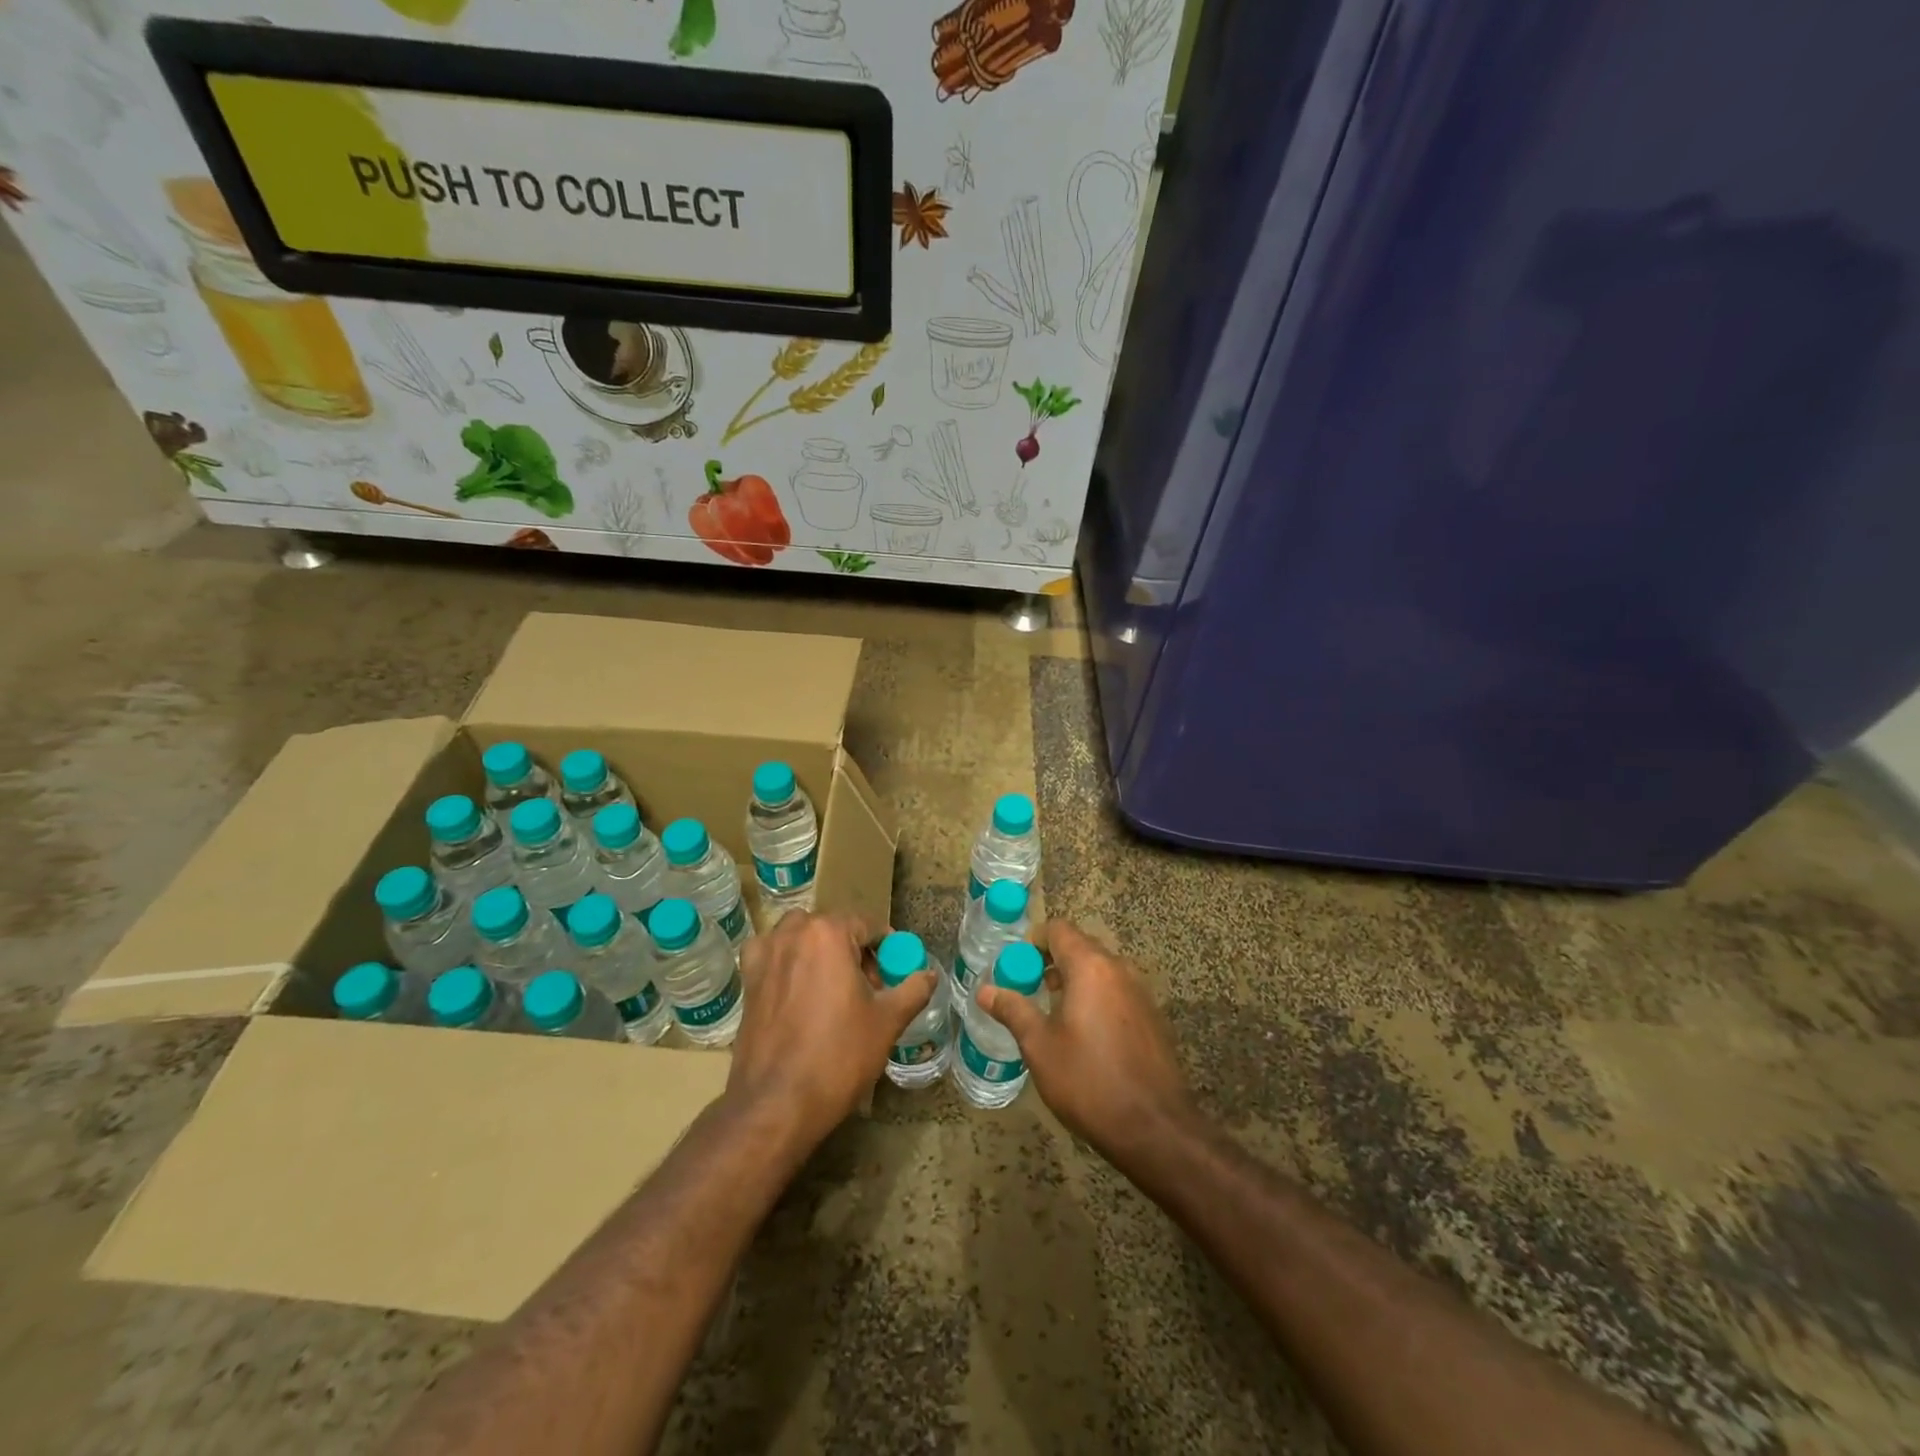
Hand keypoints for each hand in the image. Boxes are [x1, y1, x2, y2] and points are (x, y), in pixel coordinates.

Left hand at [727, 911, 935, 1147]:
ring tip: (833, 993)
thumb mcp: (888, 1021)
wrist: (776, 1103)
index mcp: (828, 933)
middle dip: (853, 952)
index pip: (868, 925)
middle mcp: (792, 932)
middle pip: (833, 930)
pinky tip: (798, 995)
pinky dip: (788, 965)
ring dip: (820, 954)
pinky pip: (773, 957)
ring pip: (801, 939)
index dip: (886, 947)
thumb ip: (913, 989)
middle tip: (868, 990)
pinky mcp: (747, 980)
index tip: (895, 972)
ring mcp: (764, 955)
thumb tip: (929, 974)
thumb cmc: (838, 1055)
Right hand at [977, 920, 1196, 1165]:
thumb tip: (984, 990)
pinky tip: (1084, 1034)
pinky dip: (1096, 998)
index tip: (1014, 965)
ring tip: (1051, 1012)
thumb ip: (1013, 1010)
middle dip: (1051, 961)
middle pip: (1081, 947)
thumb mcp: (1040, 1046)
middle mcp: (1120, 970)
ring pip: (1101, 970)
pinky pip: (1117, 992)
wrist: (1155, 1129)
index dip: (1033, 941)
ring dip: (1074, 980)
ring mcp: (1141, 993)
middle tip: (1027, 988)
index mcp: (1091, 967)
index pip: (1059, 930)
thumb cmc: (1089, 1082)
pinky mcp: (1152, 1018)